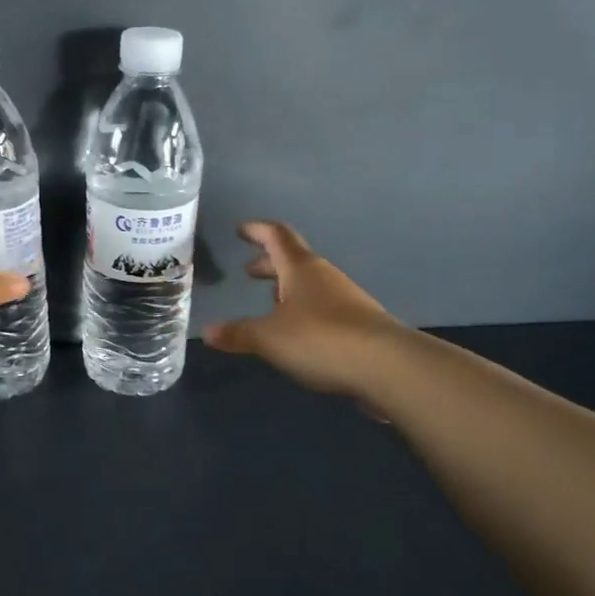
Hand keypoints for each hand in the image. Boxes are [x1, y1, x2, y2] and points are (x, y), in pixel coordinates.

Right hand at [203, 221, 406, 396]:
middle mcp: (324, 276)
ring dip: (288, 288)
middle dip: (269, 264)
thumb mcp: (269, 338)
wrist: (386, 365)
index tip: (240, 230)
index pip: (276, 236)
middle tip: (248, 272)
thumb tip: (207, 332)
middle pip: (294, 260)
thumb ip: (238, 334)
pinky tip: (297, 332)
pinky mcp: (358, 324)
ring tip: (269, 302)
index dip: (257, 231)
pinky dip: (304, 310)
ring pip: (310, 285)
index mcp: (301, 268)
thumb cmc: (320, 338)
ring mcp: (345, 299)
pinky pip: (323, 307)